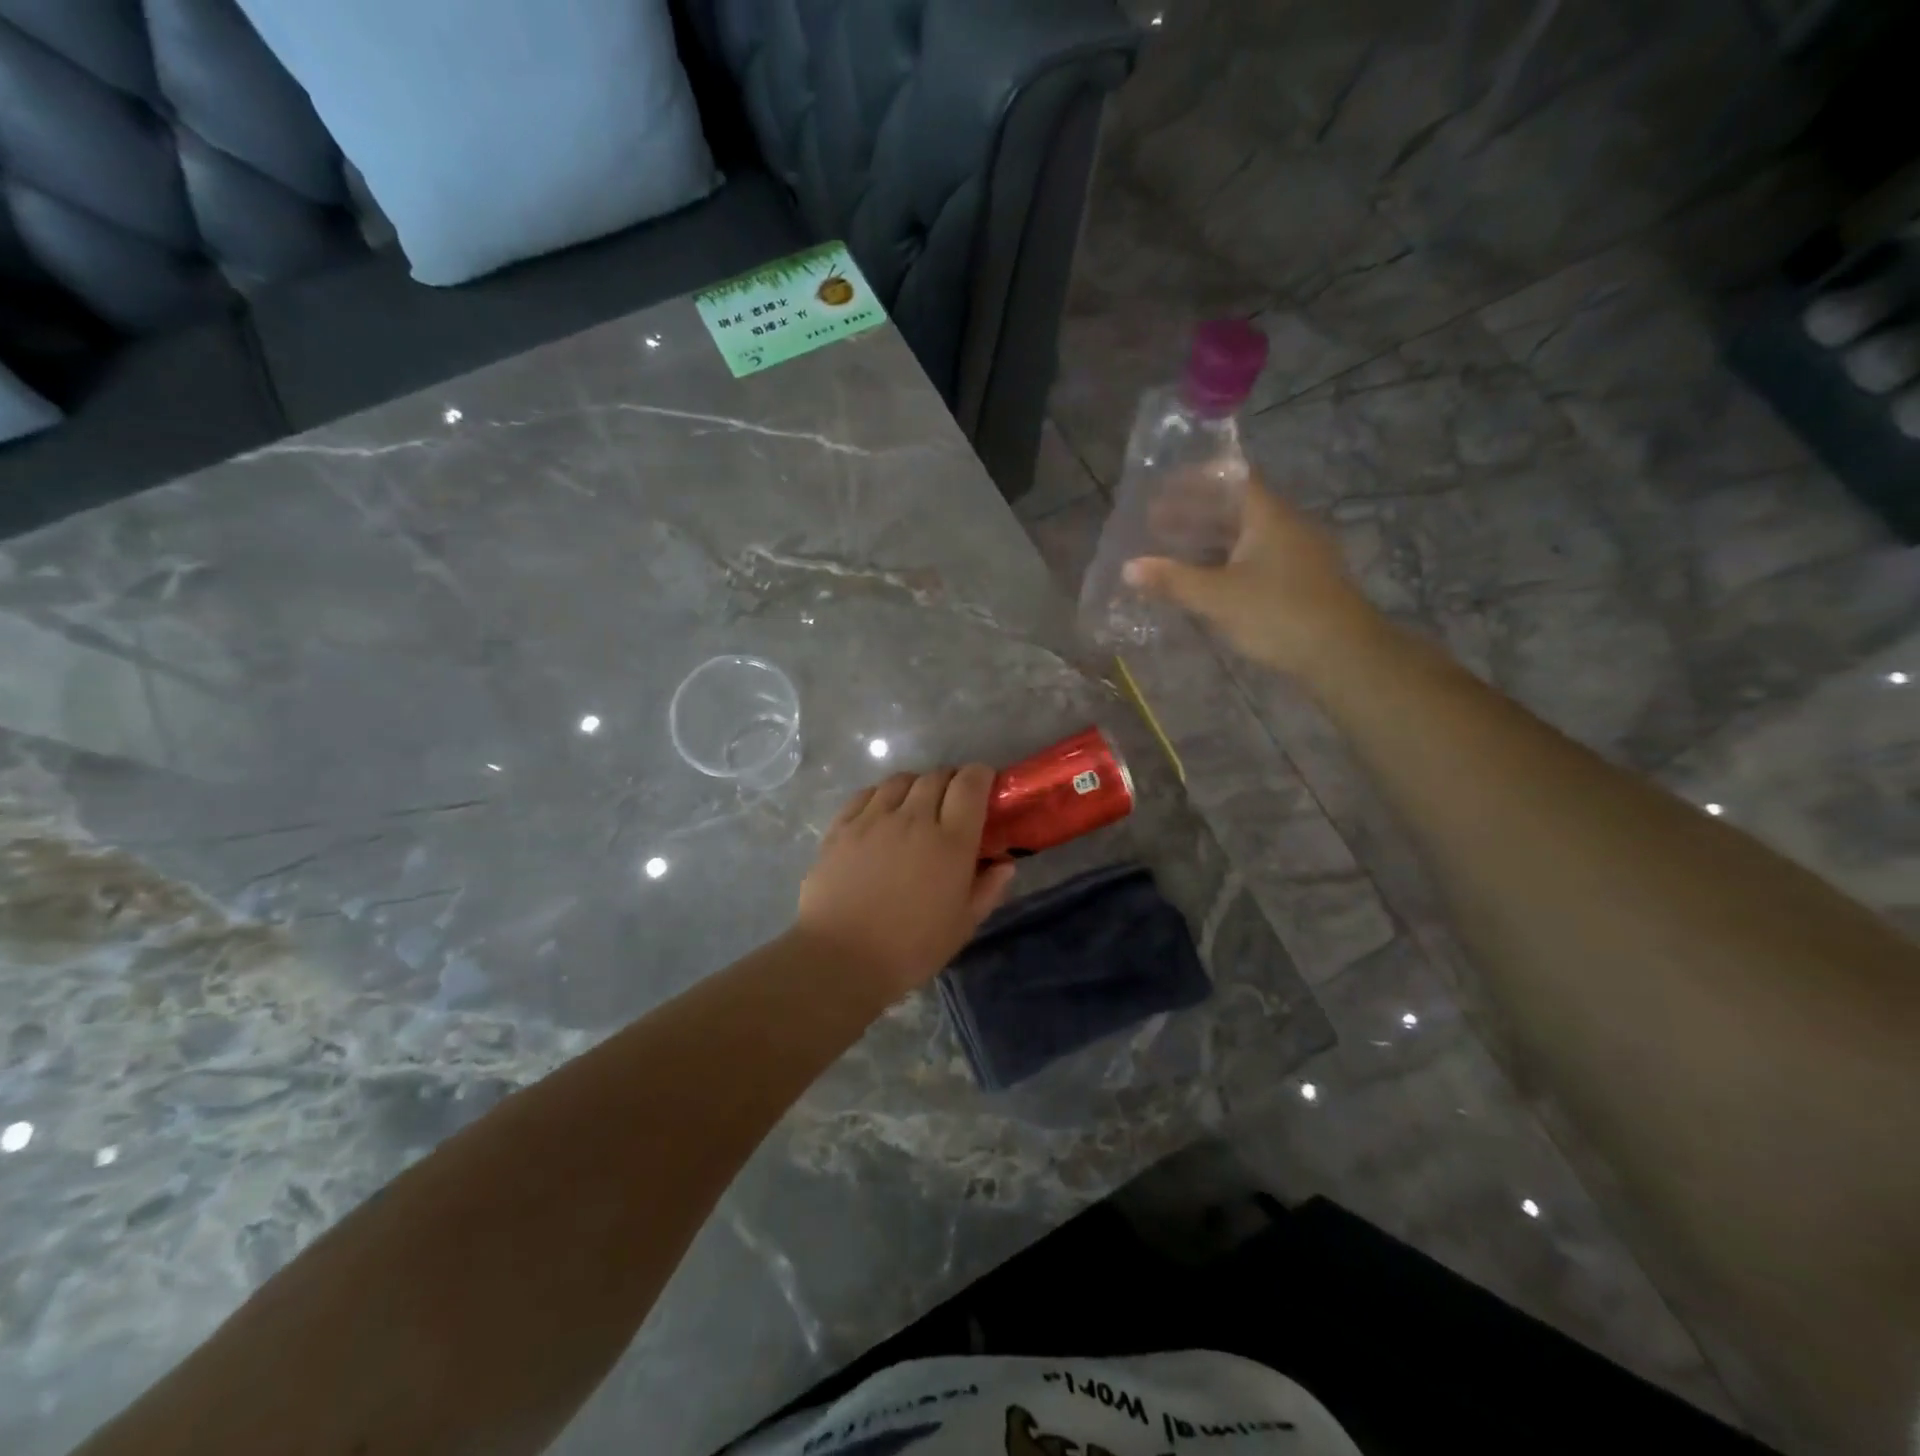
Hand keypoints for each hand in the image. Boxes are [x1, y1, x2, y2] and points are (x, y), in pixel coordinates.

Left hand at [796, 766, 1016, 994]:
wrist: (840, 959)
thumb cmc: (910, 949)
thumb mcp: (962, 926)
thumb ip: (987, 889)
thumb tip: (1004, 864)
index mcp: (950, 841)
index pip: (971, 784)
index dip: (981, 776)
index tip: (984, 787)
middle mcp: (913, 818)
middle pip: (936, 776)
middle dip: (950, 781)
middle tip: (952, 803)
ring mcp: (873, 819)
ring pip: (901, 780)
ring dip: (916, 786)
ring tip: (916, 806)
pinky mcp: (841, 827)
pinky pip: (866, 794)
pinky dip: (882, 795)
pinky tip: (881, 813)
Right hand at [1124, 475, 1383, 678]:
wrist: (1342, 654)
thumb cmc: (1278, 613)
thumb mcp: (1218, 597)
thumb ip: (1173, 580)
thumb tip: (1128, 567)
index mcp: (1269, 516)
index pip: (1232, 479)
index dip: (1196, 480)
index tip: (1163, 487)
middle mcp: (1285, 526)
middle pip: (1235, 509)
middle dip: (1194, 513)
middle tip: (1154, 523)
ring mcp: (1295, 555)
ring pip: (1244, 537)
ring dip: (1208, 541)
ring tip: (1171, 552)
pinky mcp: (1297, 582)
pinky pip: (1253, 560)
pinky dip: (1224, 563)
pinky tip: (1203, 581)